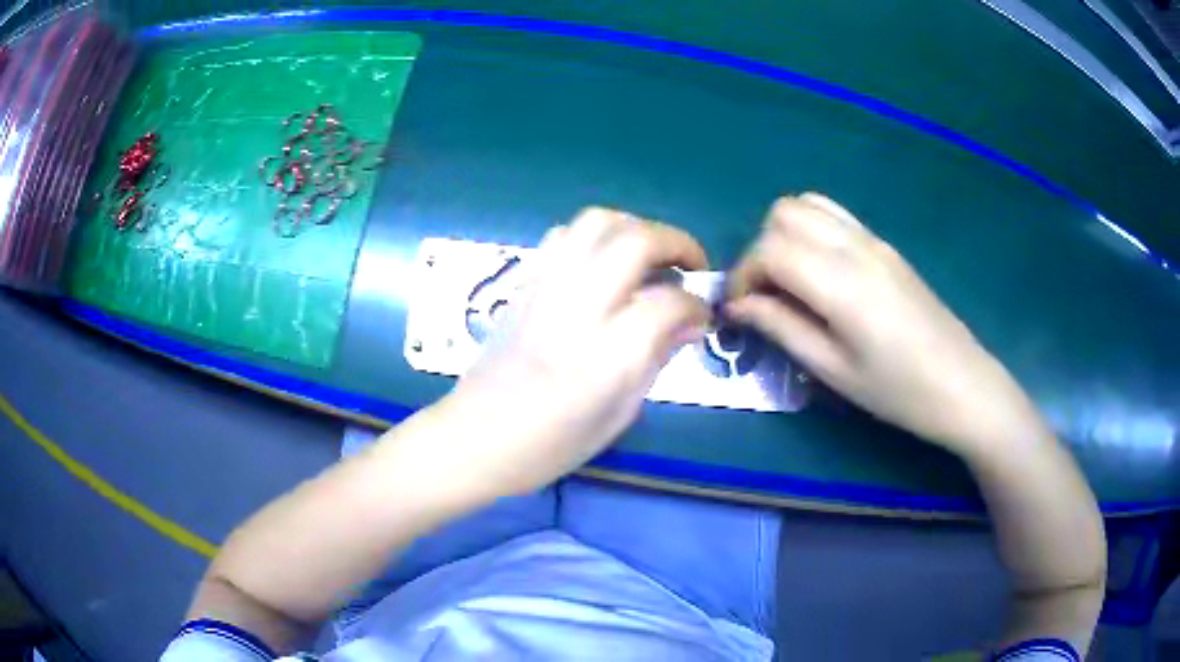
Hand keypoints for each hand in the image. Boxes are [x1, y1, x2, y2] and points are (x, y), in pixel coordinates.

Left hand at [440, 208, 710, 497]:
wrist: (474, 438)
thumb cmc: (550, 446)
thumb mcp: (618, 416)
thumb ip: (657, 360)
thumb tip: (690, 323)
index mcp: (605, 357)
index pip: (667, 303)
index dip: (696, 304)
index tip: (702, 316)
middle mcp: (576, 309)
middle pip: (635, 241)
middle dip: (675, 243)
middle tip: (690, 267)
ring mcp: (545, 289)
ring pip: (596, 222)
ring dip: (635, 228)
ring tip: (649, 256)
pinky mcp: (523, 284)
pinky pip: (563, 236)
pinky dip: (595, 236)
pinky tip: (604, 264)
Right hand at [727, 193, 1041, 452]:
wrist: (962, 384)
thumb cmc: (897, 391)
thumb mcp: (833, 371)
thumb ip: (781, 328)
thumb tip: (738, 305)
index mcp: (841, 282)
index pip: (769, 249)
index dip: (742, 275)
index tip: (739, 310)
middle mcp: (855, 246)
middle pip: (784, 214)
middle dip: (760, 250)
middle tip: (765, 295)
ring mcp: (874, 240)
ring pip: (808, 204)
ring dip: (784, 234)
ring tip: (790, 281)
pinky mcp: (886, 245)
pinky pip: (835, 215)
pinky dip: (811, 230)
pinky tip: (820, 272)